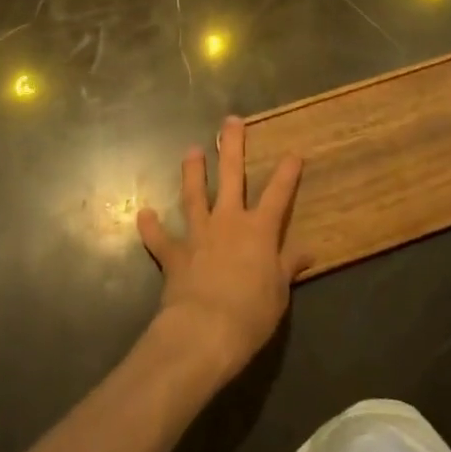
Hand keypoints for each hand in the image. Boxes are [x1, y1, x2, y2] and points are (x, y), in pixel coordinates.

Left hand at [138, 116, 309, 381]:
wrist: (205, 331)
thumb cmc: (251, 314)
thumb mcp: (279, 293)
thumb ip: (288, 267)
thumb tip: (307, 251)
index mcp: (259, 231)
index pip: (278, 195)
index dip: (287, 174)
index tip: (293, 153)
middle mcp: (228, 222)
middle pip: (232, 177)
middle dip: (232, 147)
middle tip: (230, 121)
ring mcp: (199, 234)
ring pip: (194, 195)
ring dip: (192, 173)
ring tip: (191, 151)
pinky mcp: (174, 254)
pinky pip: (160, 238)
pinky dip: (151, 227)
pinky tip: (143, 213)